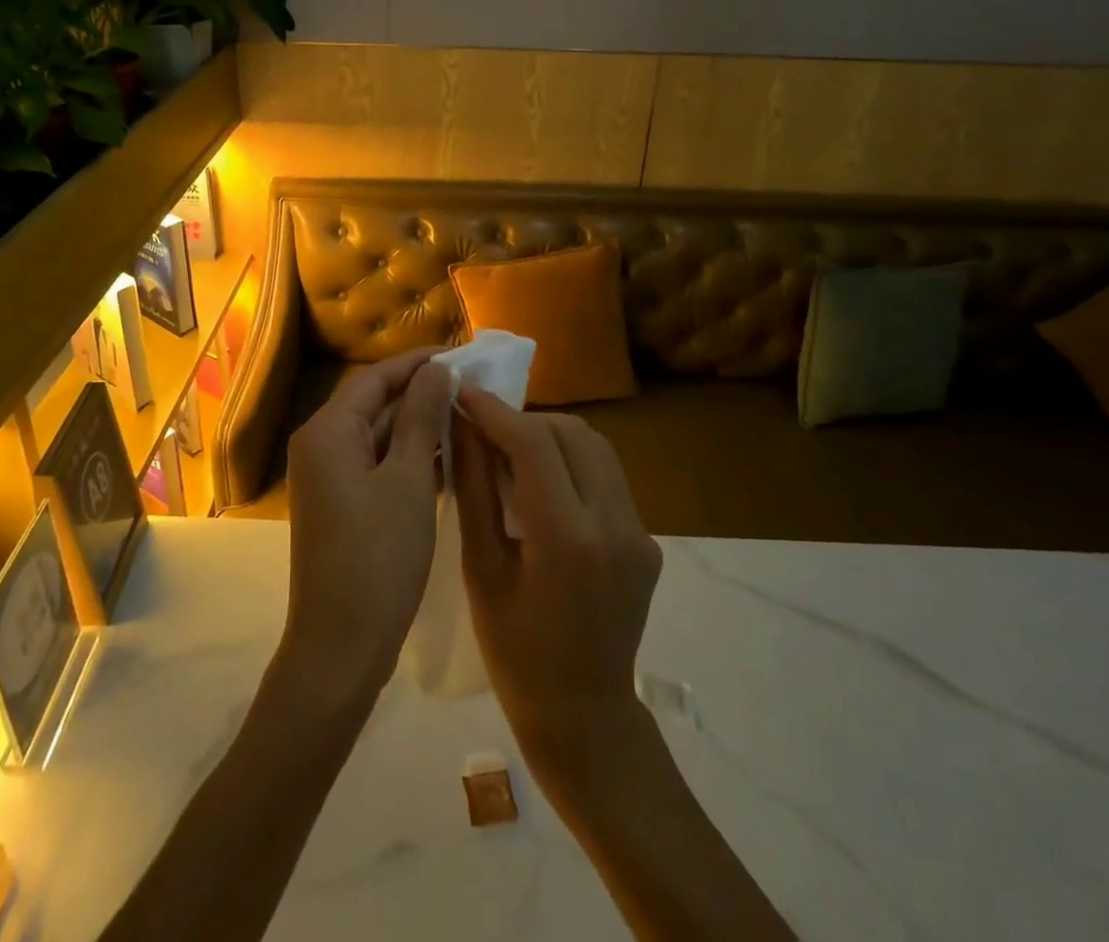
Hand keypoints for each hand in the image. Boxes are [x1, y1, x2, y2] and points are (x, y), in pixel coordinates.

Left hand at [280, 349, 452, 706]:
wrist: (341, 645)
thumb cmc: (378, 556)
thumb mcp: (408, 480)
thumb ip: (421, 418)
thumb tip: (436, 371)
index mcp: (328, 431)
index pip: (375, 378)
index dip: (418, 363)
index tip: (461, 353)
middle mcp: (321, 445)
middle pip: (374, 403)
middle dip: (421, 392)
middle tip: (472, 383)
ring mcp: (329, 476)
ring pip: (378, 434)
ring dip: (418, 424)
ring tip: (469, 413)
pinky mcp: (341, 503)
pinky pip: (377, 463)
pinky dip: (408, 456)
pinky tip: (449, 455)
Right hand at [451, 389, 662, 787]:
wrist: (585, 717)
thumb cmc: (515, 653)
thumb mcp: (482, 570)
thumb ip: (475, 490)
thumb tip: (463, 427)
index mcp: (567, 538)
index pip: (534, 442)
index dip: (495, 410)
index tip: (462, 392)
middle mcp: (614, 524)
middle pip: (570, 432)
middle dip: (522, 419)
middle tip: (483, 429)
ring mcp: (639, 531)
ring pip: (595, 446)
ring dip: (550, 434)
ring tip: (510, 451)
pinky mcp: (646, 538)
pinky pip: (607, 475)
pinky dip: (571, 460)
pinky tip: (542, 482)